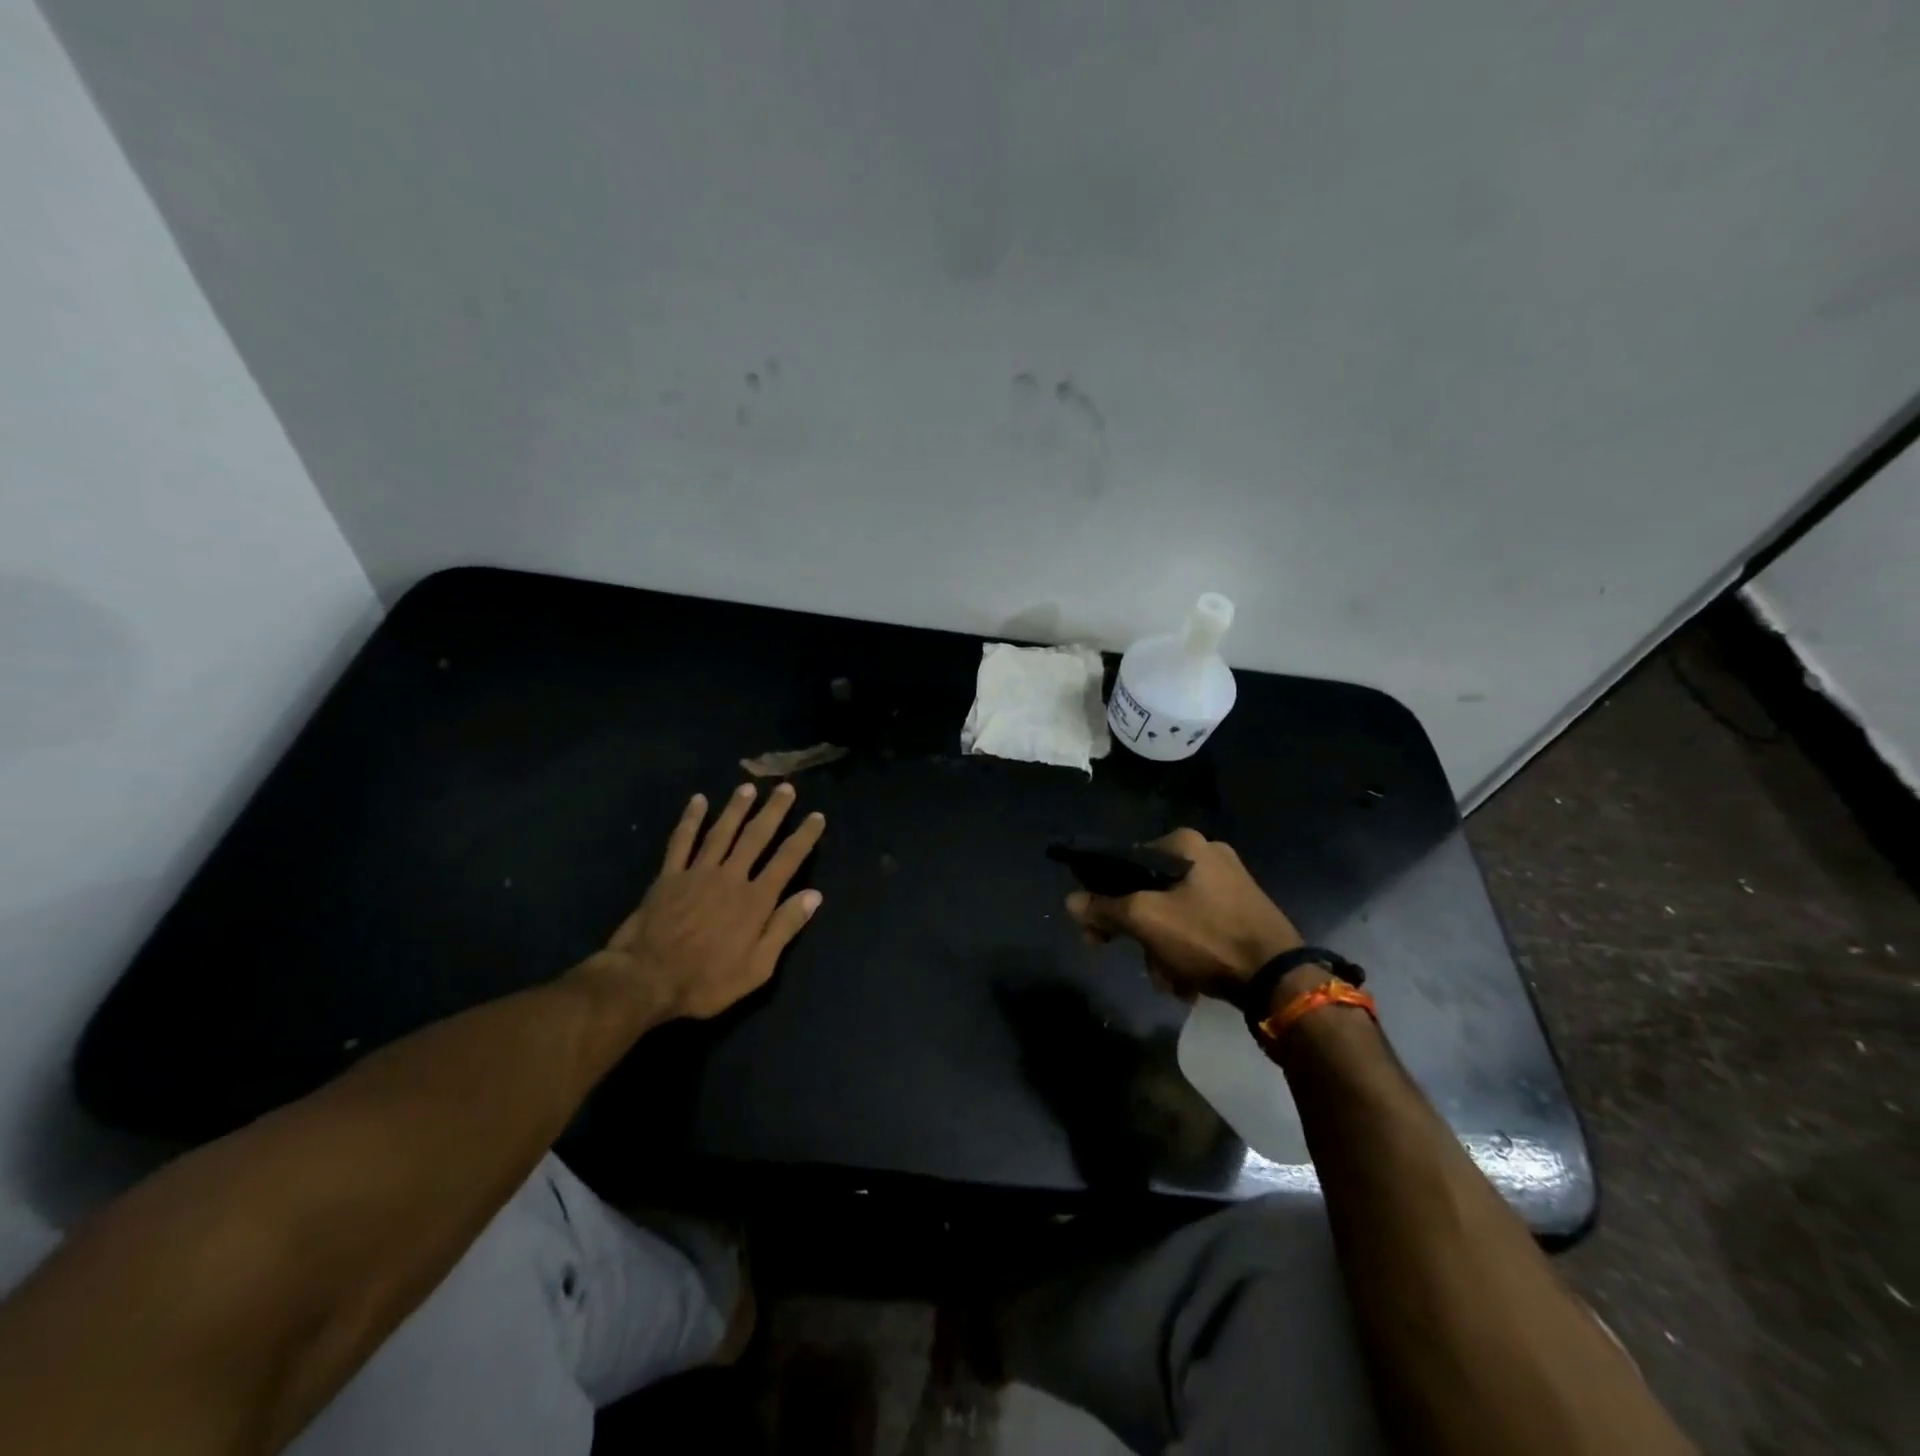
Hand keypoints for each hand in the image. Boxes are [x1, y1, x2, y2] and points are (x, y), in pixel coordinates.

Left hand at [578, 782, 825, 1020]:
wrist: (645, 980)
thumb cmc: (706, 981)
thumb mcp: (757, 968)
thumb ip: (784, 928)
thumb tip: (814, 895)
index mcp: (755, 901)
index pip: (787, 860)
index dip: (804, 837)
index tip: (817, 816)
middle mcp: (730, 877)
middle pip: (756, 837)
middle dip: (773, 811)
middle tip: (786, 787)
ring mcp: (697, 873)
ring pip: (721, 832)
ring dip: (736, 808)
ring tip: (748, 787)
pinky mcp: (669, 876)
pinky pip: (681, 841)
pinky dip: (690, 819)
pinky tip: (697, 801)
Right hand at [1065, 828, 1301, 1000]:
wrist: (1279, 979)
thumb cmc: (1207, 937)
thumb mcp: (1146, 920)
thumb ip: (1104, 908)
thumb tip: (1070, 901)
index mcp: (1185, 844)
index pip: (1125, 862)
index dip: (1103, 898)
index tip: (1095, 933)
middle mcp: (1208, 854)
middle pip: (1149, 890)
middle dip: (1137, 932)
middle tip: (1132, 959)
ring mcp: (1230, 882)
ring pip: (1173, 913)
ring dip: (1161, 949)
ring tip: (1168, 981)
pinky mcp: (1244, 911)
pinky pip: (1198, 926)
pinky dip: (1186, 951)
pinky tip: (1187, 981)